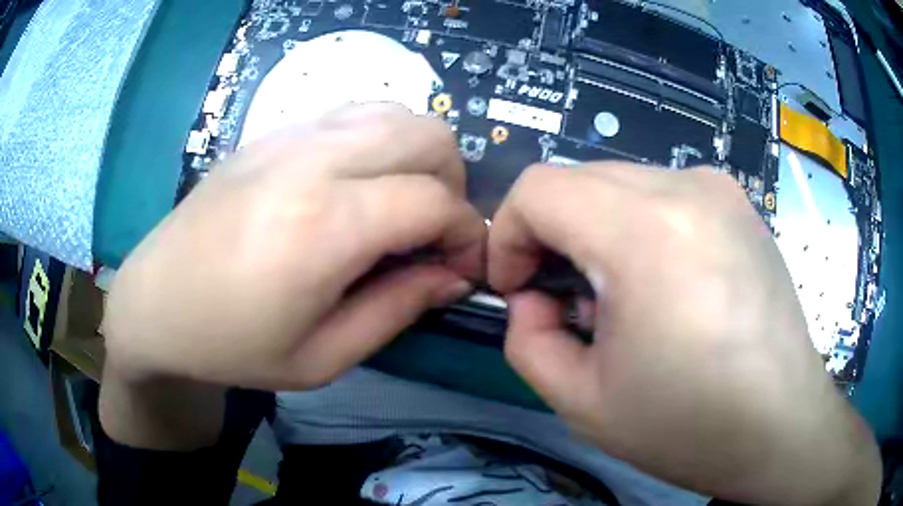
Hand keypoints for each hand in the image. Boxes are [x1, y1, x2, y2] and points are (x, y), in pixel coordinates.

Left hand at [102, 103, 483, 390]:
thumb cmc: (231, 345)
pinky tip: (357, 181)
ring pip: (395, 111)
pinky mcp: (271, 131)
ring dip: (418, 154)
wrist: (156, 303)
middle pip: (428, 135)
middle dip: (452, 183)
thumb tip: (454, 275)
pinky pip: (353, 111)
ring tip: (399, 203)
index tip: (463, 265)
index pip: (435, 200)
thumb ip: (398, 309)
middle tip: (431, 232)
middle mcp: (313, 161)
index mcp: (324, 226)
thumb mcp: (321, 358)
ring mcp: (289, 136)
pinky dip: (380, 138)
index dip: (467, 232)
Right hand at [489, 163, 879, 505]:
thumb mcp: (581, 401)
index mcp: (646, 231)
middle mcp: (686, 187)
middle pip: (578, 179)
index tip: (519, 289)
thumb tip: (533, 296)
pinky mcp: (738, 204)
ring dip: (596, 231)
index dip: (509, 234)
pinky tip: (664, 283)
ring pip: (619, 183)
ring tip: (621, 298)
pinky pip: (662, 194)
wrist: (780, 425)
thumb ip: (527, 340)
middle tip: (566, 301)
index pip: (539, 188)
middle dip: (551, 234)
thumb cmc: (687, 425)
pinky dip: (638, 227)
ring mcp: (719, 189)